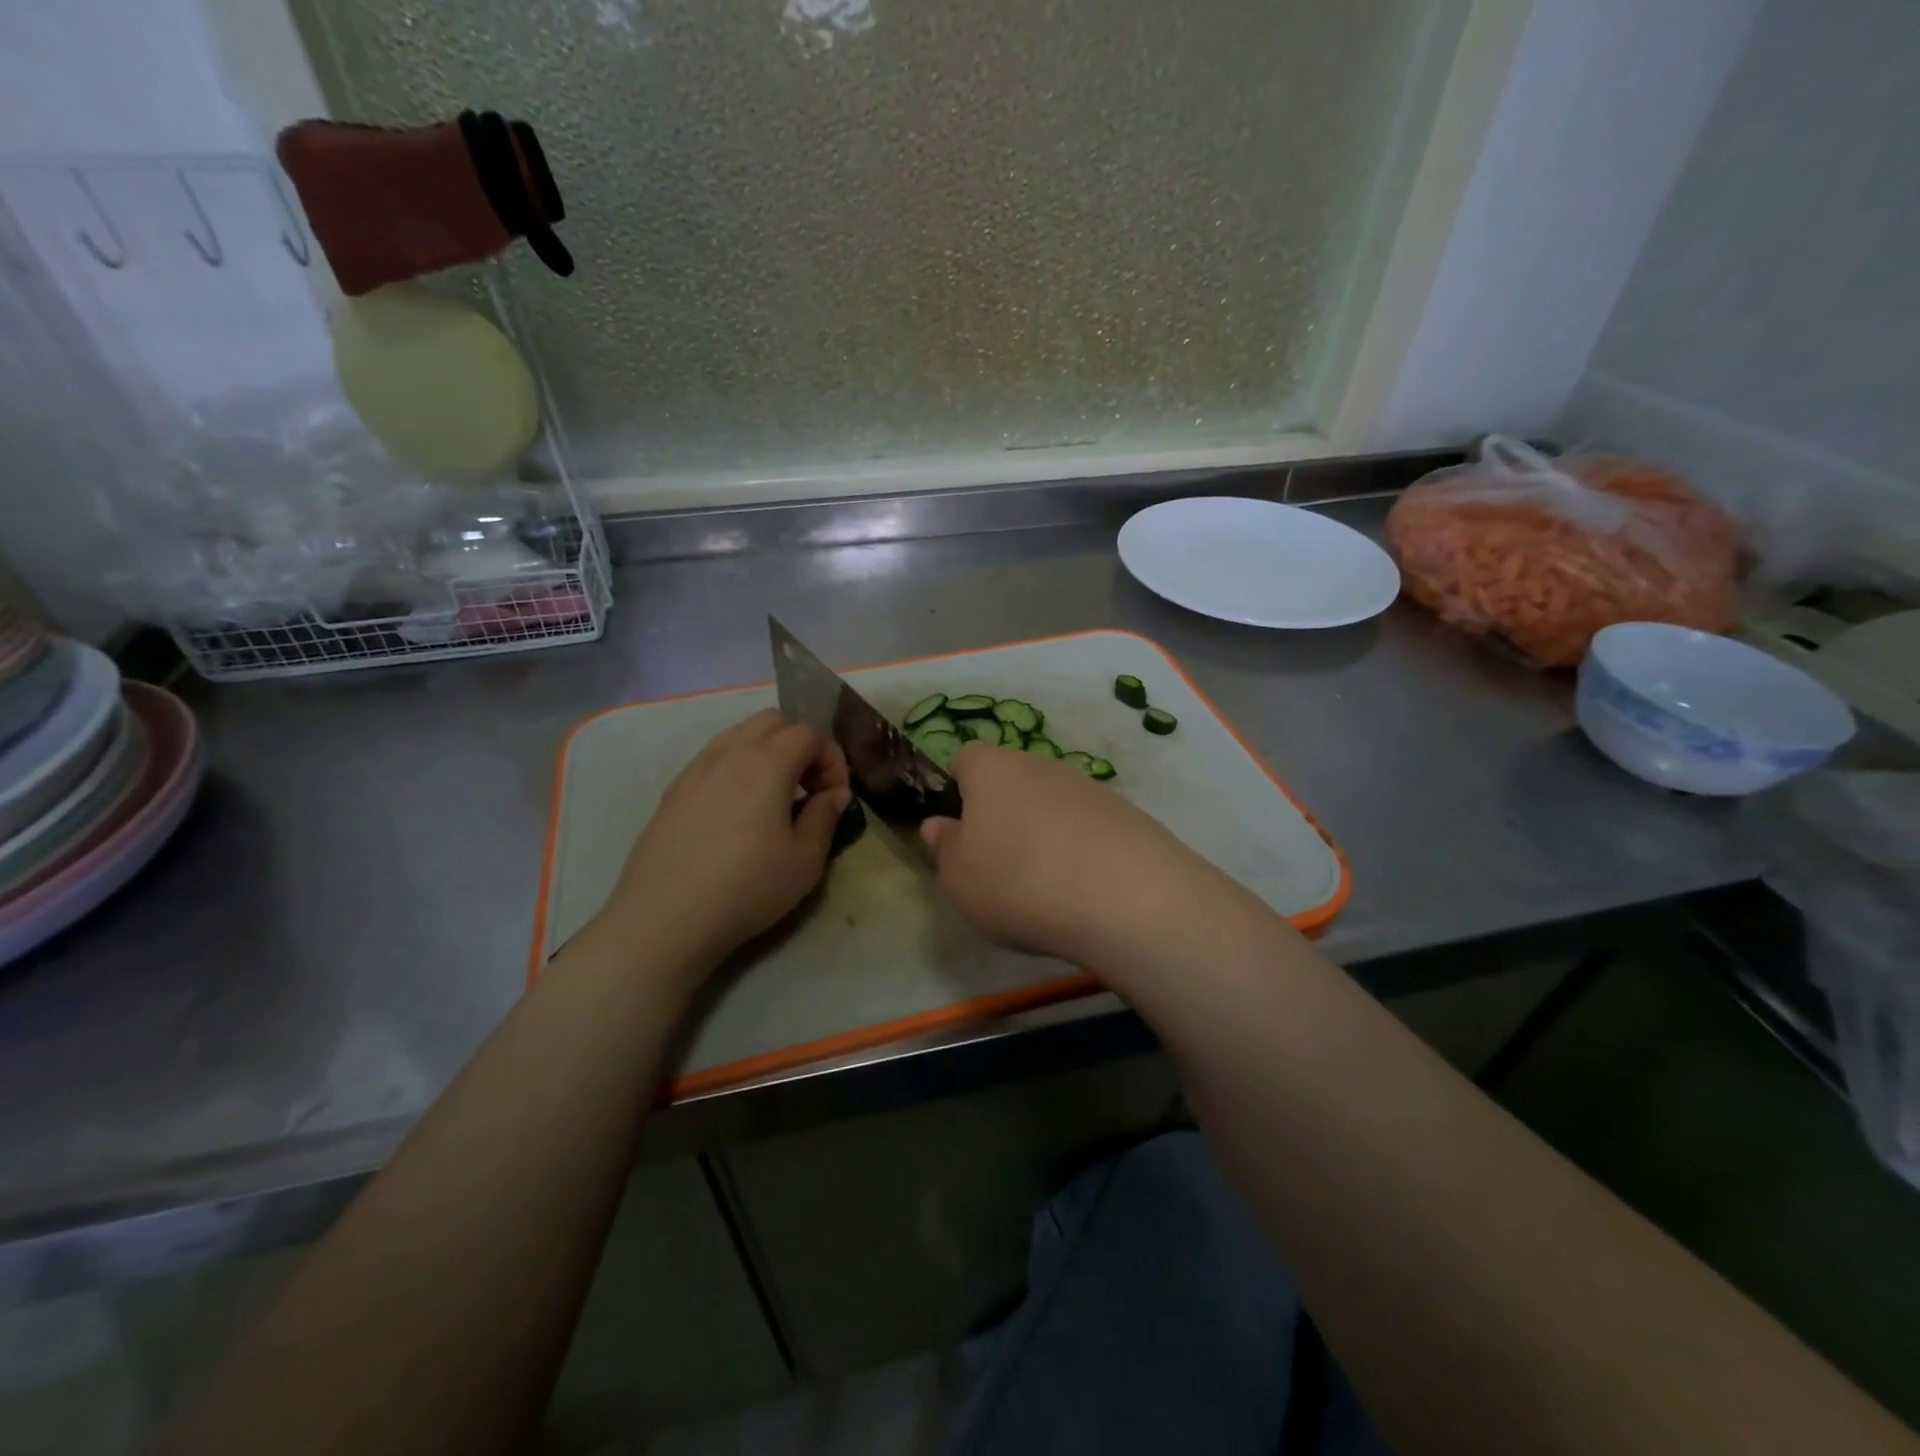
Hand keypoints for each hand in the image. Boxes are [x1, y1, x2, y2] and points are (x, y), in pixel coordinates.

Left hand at [599, 709, 850, 967]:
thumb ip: (824, 817)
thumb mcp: (805, 860)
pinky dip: (738, 768)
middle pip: (773, 721)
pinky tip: (738, 811)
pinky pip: (714, 759)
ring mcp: (695, 769)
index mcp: (766, 763)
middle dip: (800, 744)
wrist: (665, 918)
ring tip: (774, 797)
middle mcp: (728, 753)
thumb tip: (834, 794)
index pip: (810, 733)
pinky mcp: (673, 791)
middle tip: (808, 786)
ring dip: (768, 752)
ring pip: (739, 735)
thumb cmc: (747, 887)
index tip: (835, 796)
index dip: (832, 758)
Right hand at [919, 741, 1222, 970]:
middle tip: (998, 860)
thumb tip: (938, 825)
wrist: (1126, 897)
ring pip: (1052, 802)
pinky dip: (1081, 848)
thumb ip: (944, 847)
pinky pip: (1089, 825)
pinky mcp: (1127, 813)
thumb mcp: (959, 878)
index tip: (959, 827)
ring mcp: (1089, 786)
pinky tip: (1085, 887)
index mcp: (992, 769)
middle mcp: (1041, 765)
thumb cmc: (1019, 881)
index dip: (957, 786)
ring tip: (1045, 883)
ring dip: (1044, 830)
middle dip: (1002, 811)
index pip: (966, 757)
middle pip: (1012, 778)